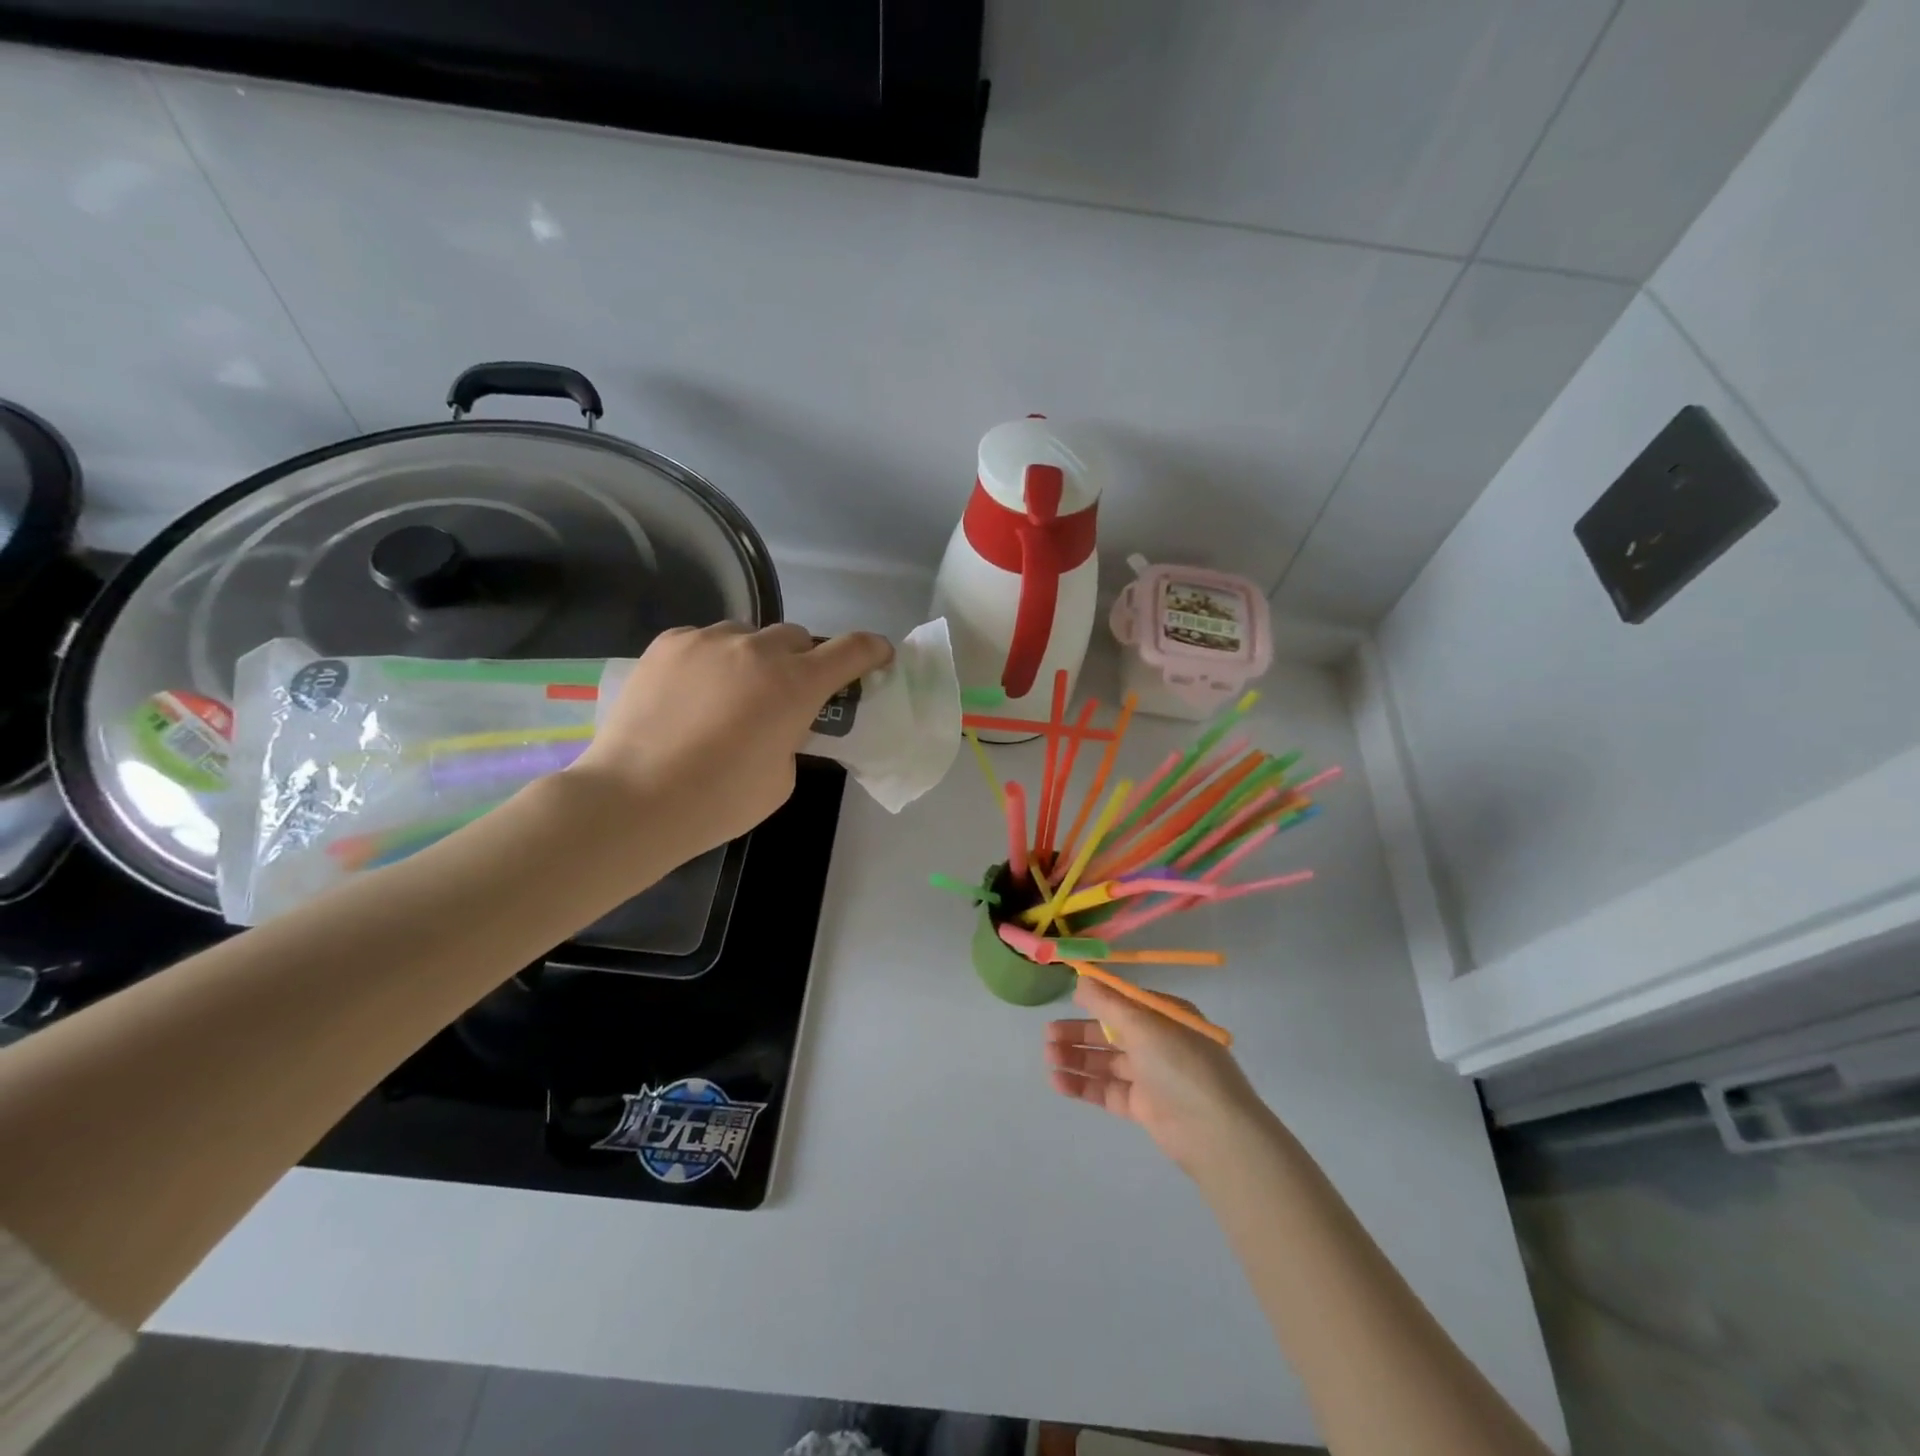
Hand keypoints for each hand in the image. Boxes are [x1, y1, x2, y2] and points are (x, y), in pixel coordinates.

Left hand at [571, 622, 892, 855]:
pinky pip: (705, 641)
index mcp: (796, 685)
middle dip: (801, 662)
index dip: (872, 650)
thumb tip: (780, 721)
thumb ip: (793, 736)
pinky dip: (712, 660)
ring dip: (754, 658)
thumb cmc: (719, 800)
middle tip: (785, 695)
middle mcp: (757, 650)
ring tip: (731, 694)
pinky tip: (692, 694)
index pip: (851, 650)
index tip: (877, 658)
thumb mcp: (782, 777)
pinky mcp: (668, 643)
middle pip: (797, 638)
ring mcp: (708, 641)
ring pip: (748, 635)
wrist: (633, 799)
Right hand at [1046, 977, 1270, 1177]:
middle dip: (1079, 1031)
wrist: (1214, 1132)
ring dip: (1077, 1057)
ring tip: (1048, 1056)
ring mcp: (1150, 1075)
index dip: (1096, 999)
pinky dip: (1083, 1084)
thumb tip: (1081, 979)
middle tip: (1047, 1034)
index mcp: (1165, 1016)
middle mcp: (1158, 1042)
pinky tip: (1058, 1082)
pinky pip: (1107, 1089)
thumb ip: (1107, 1002)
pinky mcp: (1142, 1106)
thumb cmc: (1180, 1065)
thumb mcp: (1142, 1024)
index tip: (1067, 998)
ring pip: (1106, 1061)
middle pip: (1111, 1031)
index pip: (1124, 1000)